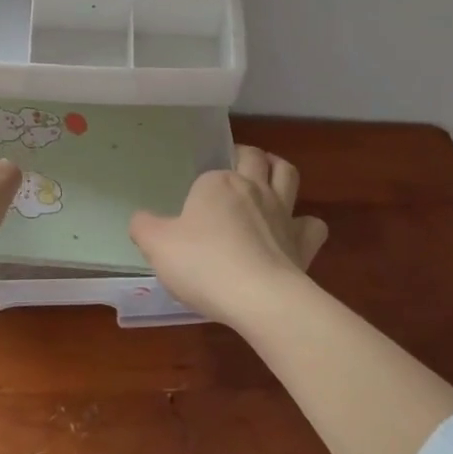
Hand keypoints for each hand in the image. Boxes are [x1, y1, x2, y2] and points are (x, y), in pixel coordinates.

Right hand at [129, 146, 328, 325]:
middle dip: (246, 156)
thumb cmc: (203, 264)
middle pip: (254, 158)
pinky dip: (305, 224)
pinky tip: (294, 233)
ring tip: (269, 177)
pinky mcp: (303, 242)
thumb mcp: (157, 246)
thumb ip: (144, 227)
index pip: (208, 175)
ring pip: (287, 174)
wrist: (259, 298)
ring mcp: (282, 213)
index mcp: (216, 183)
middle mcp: (252, 188)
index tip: (191, 210)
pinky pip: (312, 224)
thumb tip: (140, 219)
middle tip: (235, 166)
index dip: (200, 189)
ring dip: (279, 170)